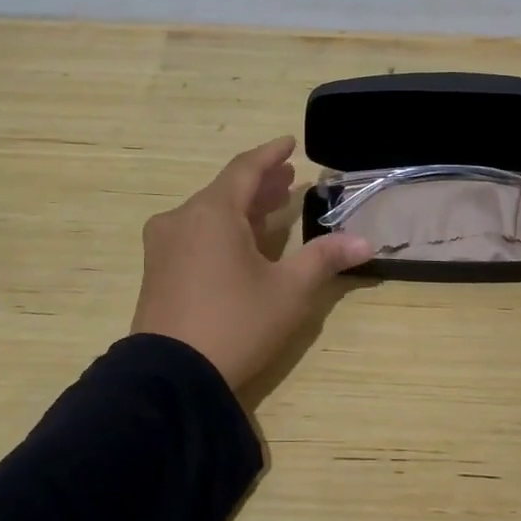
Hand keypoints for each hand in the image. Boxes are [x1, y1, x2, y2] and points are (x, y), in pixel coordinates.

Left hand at [131, 136, 372, 393]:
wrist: (170, 378)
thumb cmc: (236, 323)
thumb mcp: (288, 291)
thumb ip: (324, 259)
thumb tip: (365, 242)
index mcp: (212, 212)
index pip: (245, 168)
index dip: (270, 154)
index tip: (289, 143)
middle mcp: (182, 219)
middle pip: (226, 190)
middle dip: (260, 184)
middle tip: (289, 180)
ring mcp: (163, 245)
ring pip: (208, 212)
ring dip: (242, 208)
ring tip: (272, 207)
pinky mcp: (156, 270)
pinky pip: (194, 234)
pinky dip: (222, 228)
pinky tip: (240, 243)